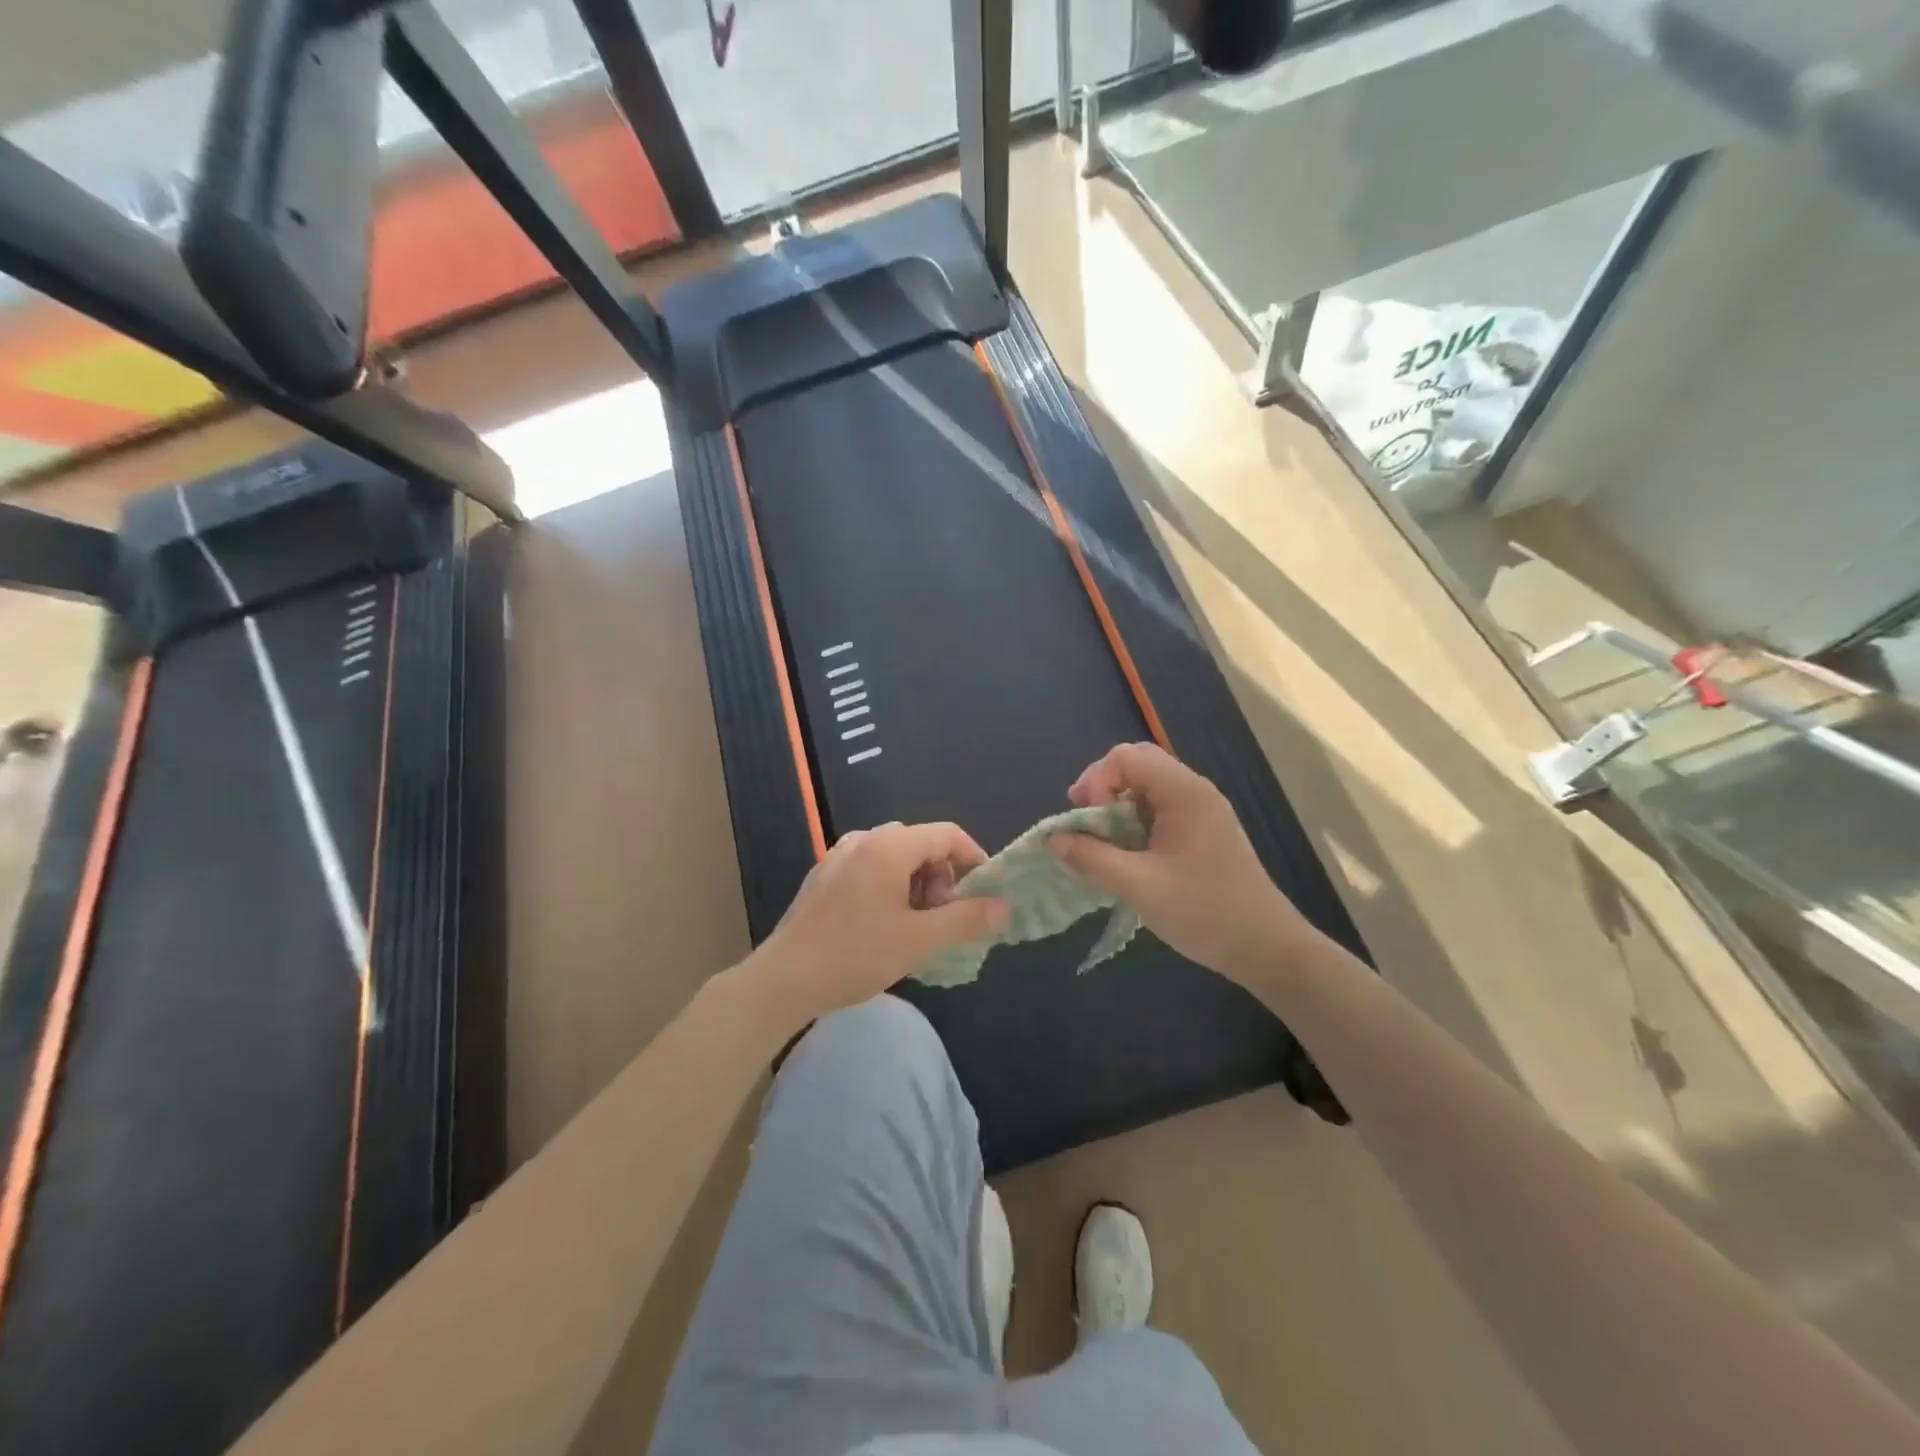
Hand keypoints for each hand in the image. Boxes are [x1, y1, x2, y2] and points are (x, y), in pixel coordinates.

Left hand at [749, 821, 1007, 1023]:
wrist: (783, 980)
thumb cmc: (855, 954)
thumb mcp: (919, 940)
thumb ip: (965, 919)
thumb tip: (1004, 907)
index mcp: (889, 846)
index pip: (947, 834)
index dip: (973, 858)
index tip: (984, 893)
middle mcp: (863, 841)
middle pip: (920, 844)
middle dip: (942, 877)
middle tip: (943, 918)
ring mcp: (838, 857)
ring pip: (894, 858)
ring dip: (917, 885)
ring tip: (916, 927)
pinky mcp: (823, 878)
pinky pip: (870, 870)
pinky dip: (890, 888)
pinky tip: (884, 927)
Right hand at [1049, 743, 1316, 984]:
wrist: (1266, 947)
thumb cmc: (1203, 912)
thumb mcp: (1139, 887)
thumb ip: (1092, 858)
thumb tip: (1052, 839)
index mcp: (1184, 793)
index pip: (1126, 757)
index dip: (1096, 781)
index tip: (1086, 820)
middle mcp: (1194, 791)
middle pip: (1137, 765)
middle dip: (1102, 789)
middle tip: (1084, 824)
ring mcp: (1202, 810)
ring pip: (1147, 787)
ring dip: (1117, 807)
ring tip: (1102, 843)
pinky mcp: (1203, 831)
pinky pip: (1160, 809)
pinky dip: (1135, 822)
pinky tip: (1127, 854)